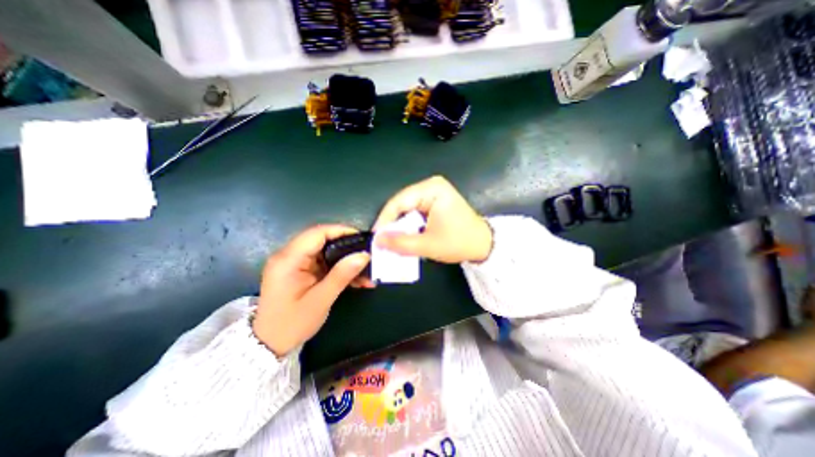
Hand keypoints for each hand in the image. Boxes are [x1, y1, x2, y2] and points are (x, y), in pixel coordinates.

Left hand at [251, 225, 371, 356]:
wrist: (269, 345)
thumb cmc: (292, 324)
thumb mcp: (320, 300)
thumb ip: (342, 275)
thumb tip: (364, 255)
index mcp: (288, 259)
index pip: (317, 233)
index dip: (341, 231)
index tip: (362, 238)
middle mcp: (289, 255)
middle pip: (322, 240)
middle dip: (347, 246)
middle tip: (367, 255)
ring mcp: (294, 263)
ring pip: (326, 251)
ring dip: (346, 260)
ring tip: (365, 271)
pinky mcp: (300, 270)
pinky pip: (324, 263)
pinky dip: (339, 268)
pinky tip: (355, 279)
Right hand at [373, 176, 493, 264]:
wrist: (483, 244)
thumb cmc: (459, 242)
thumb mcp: (428, 245)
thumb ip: (400, 243)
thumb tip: (377, 241)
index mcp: (432, 189)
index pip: (399, 202)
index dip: (385, 220)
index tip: (376, 237)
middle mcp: (431, 186)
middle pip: (402, 203)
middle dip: (392, 223)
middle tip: (382, 240)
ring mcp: (433, 192)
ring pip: (407, 208)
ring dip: (400, 225)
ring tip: (392, 240)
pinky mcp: (434, 201)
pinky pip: (414, 211)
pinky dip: (409, 224)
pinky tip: (405, 235)